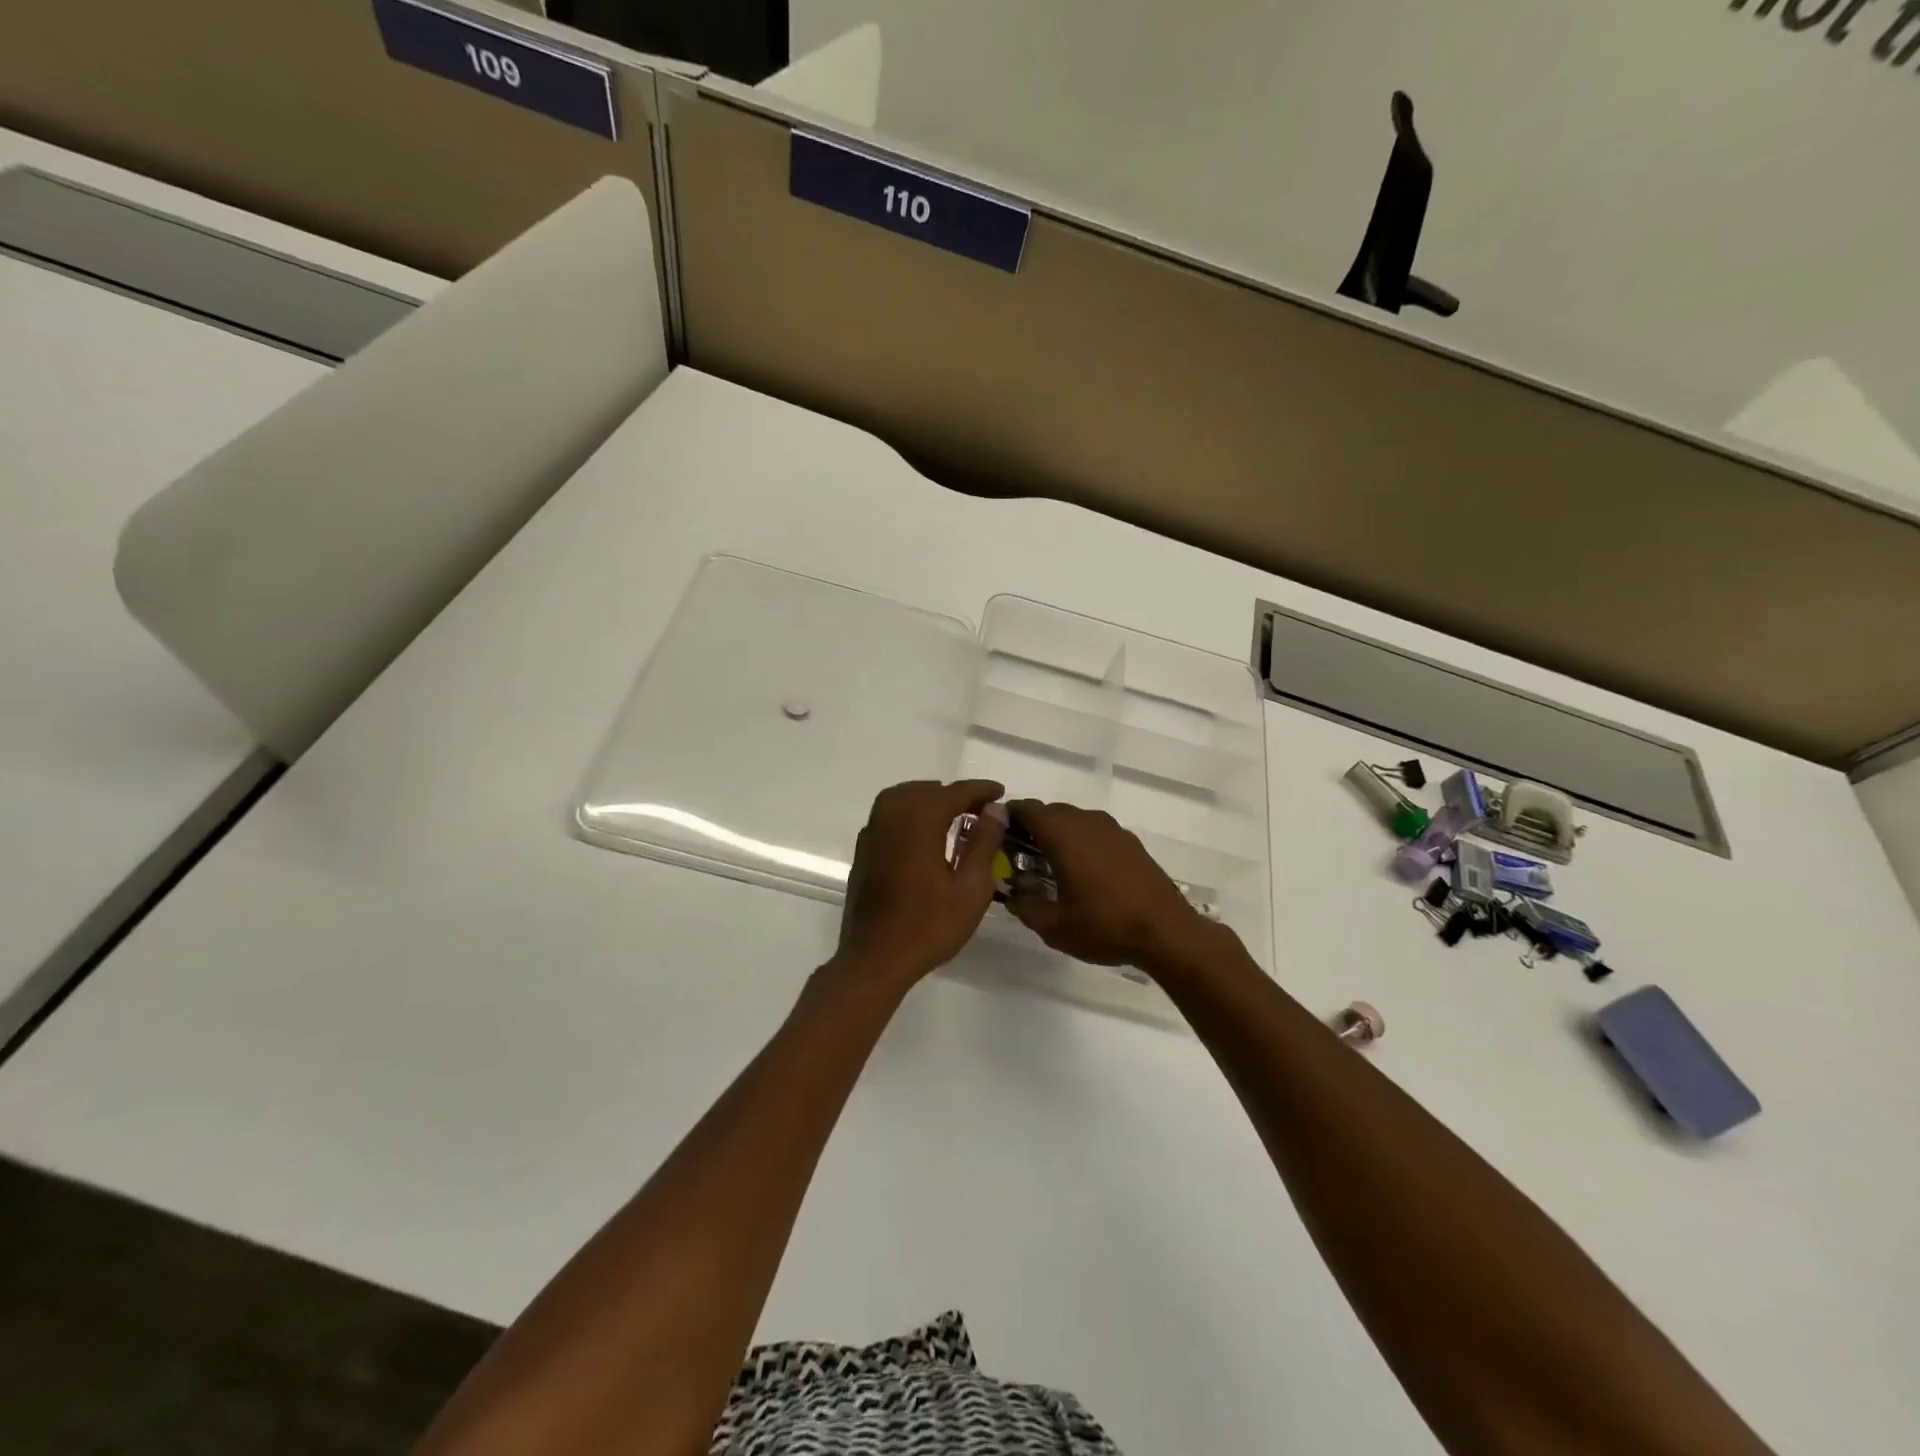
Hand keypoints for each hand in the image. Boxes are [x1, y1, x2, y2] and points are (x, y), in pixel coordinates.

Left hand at [831, 780, 1007, 992]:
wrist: (875, 960)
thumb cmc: (929, 926)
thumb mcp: (971, 888)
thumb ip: (984, 842)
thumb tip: (993, 809)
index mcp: (918, 821)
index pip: (954, 793)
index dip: (979, 789)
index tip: (999, 792)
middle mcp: (891, 817)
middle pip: (925, 790)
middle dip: (953, 794)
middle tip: (980, 808)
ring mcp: (872, 834)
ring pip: (902, 798)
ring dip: (929, 800)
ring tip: (954, 815)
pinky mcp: (863, 852)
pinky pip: (888, 816)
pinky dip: (909, 814)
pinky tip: (923, 834)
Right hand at [1004, 800, 1218, 974]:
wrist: (1166, 932)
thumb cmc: (1103, 925)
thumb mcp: (1053, 926)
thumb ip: (1025, 906)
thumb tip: (1013, 893)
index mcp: (1063, 833)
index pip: (1026, 809)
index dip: (1007, 817)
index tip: (996, 836)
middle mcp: (1087, 821)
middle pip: (1050, 812)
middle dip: (1031, 829)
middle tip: (1020, 857)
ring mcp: (1112, 829)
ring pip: (1074, 821)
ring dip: (1058, 835)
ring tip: (1051, 866)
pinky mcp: (1130, 842)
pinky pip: (1095, 832)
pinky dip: (1082, 843)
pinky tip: (1084, 873)